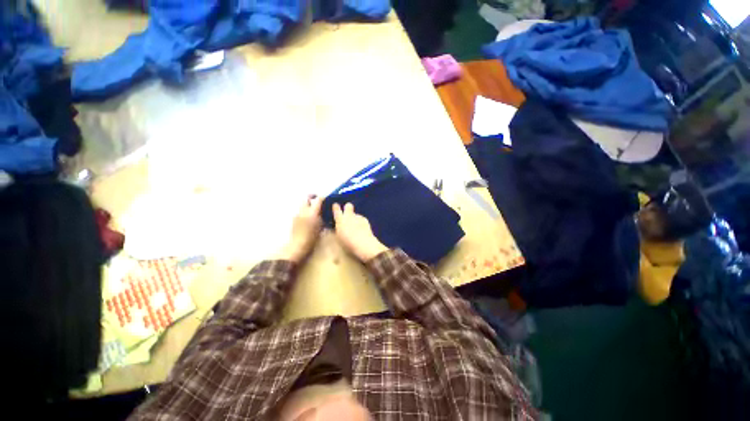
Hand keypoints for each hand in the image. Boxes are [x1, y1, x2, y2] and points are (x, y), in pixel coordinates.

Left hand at [278, 196, 322, 262]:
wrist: (298, 245)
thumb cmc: (312, 237)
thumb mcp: (321, 226)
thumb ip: (322, 216)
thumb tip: (323, 211)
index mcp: (312, 212)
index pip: (318, 199)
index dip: (322, 197)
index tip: (326, 198)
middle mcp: (303, 210)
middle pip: (307, 198)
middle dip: (312, 197)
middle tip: (318, 201)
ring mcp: (297, 214)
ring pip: (303, 204)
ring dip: (308, 205)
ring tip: (314, 211)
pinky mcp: (294, 218)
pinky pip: (300, 211)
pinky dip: (305, 211)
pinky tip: (308, 218)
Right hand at [332, 203, 387, 261]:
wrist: (363, 243)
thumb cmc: (348, 242)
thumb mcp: (339, 236)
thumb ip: (339, 228)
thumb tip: (339, 225)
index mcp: (340, 220)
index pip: (336, 209)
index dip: (336, 207)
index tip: (336, 205)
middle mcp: (349, 216)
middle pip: (348, 205)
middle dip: (348, 207)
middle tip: (348, 212)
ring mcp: (358, 217)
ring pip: (356, 214)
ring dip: (355, 218)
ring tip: (356, 227)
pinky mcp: (365, 220)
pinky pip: (361, 219)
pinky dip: (361, 222)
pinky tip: (362, 229)